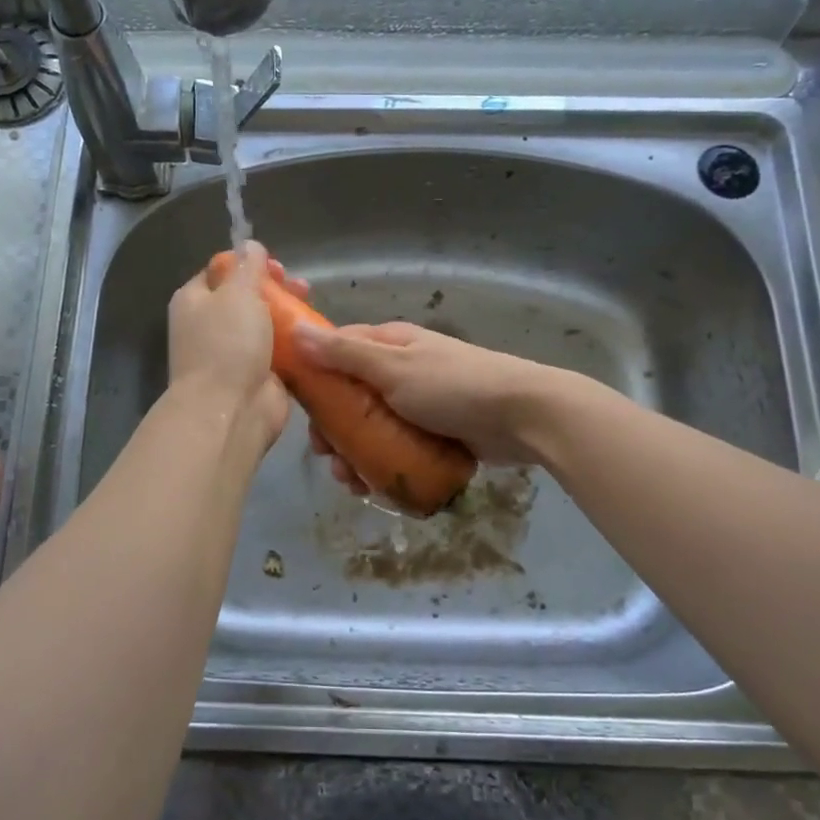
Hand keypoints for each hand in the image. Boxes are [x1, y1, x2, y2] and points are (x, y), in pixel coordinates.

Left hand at [166, 243, 294, 453]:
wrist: (230, 410)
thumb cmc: (227, 344)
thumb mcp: (237, 293)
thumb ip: (247, 266)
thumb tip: (249, 245)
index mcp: (194, 301)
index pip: (219, 271)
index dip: (247, 263)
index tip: (275, 265)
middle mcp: (209, 325)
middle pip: (245, 297)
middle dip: (275, 288)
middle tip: (299, 286)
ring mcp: (233, 353)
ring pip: (265, 324)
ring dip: (288, 314)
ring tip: (311, 307)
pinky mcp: (257, 376)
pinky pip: (278, 352)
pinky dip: (295, 344)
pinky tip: (314, 335)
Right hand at [293, 322, 558, 488]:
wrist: (524, 417)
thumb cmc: (454, 386)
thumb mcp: (393, 367)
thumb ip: (345, 353)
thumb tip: (295, 332)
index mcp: (390, 344)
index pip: (338, 352)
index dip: (315, 378)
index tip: (300, 409)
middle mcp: (401, 370)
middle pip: (351, 398)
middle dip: (333, 429)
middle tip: (327, 456)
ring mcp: (419, 404)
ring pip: (372, 428)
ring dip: (355, 454)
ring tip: (351, 481)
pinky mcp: (435, 434)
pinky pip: (397, 449)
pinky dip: (382, 466)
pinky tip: (374, 487)